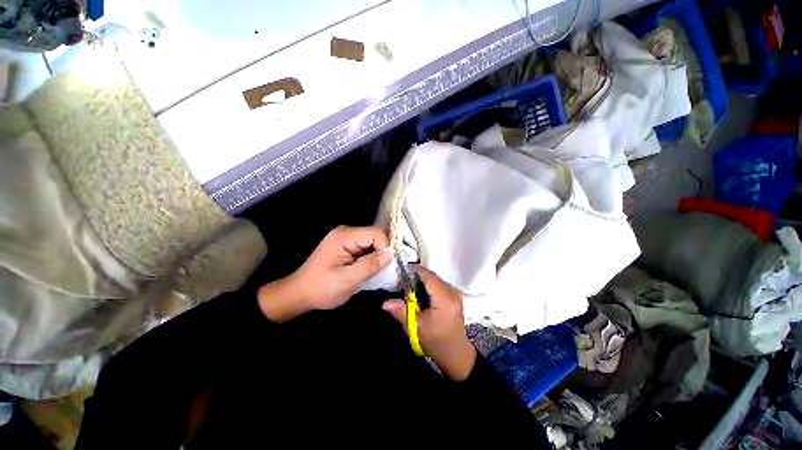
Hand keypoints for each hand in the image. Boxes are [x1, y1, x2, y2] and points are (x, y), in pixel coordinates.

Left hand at [258, 226, 392, 321]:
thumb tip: (391, 254)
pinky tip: (370, 269)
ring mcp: (346, 238)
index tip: (388, 266)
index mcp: (344, 236)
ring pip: (372, 242)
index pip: (376, 234)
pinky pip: (366, 247)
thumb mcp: (347, 280)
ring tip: (378, 271)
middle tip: (385, 270)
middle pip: (375, 236)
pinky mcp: (347, 245)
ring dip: (378, 256)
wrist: (300, 294)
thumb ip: (370, 266)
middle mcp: (346, 232)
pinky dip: (371, 258)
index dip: (386, 248)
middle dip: (383, 252)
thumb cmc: (321, 288)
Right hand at [382, 266, 476, 380]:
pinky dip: (429, 286)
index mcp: (445, 298)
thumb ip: (402, 312)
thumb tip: (385, 303)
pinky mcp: (455, 296)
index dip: (416, 270)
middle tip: (403, 282)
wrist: (455, 354)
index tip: (402, 269)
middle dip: (417, 277)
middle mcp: (452, 292)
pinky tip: (421, 295)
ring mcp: (456, 293)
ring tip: (410, 289)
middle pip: (432, 276)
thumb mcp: (416, 328)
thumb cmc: (436, 341)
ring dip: (423, 281)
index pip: (429, 276)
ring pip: (435, 279)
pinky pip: (439, 284)